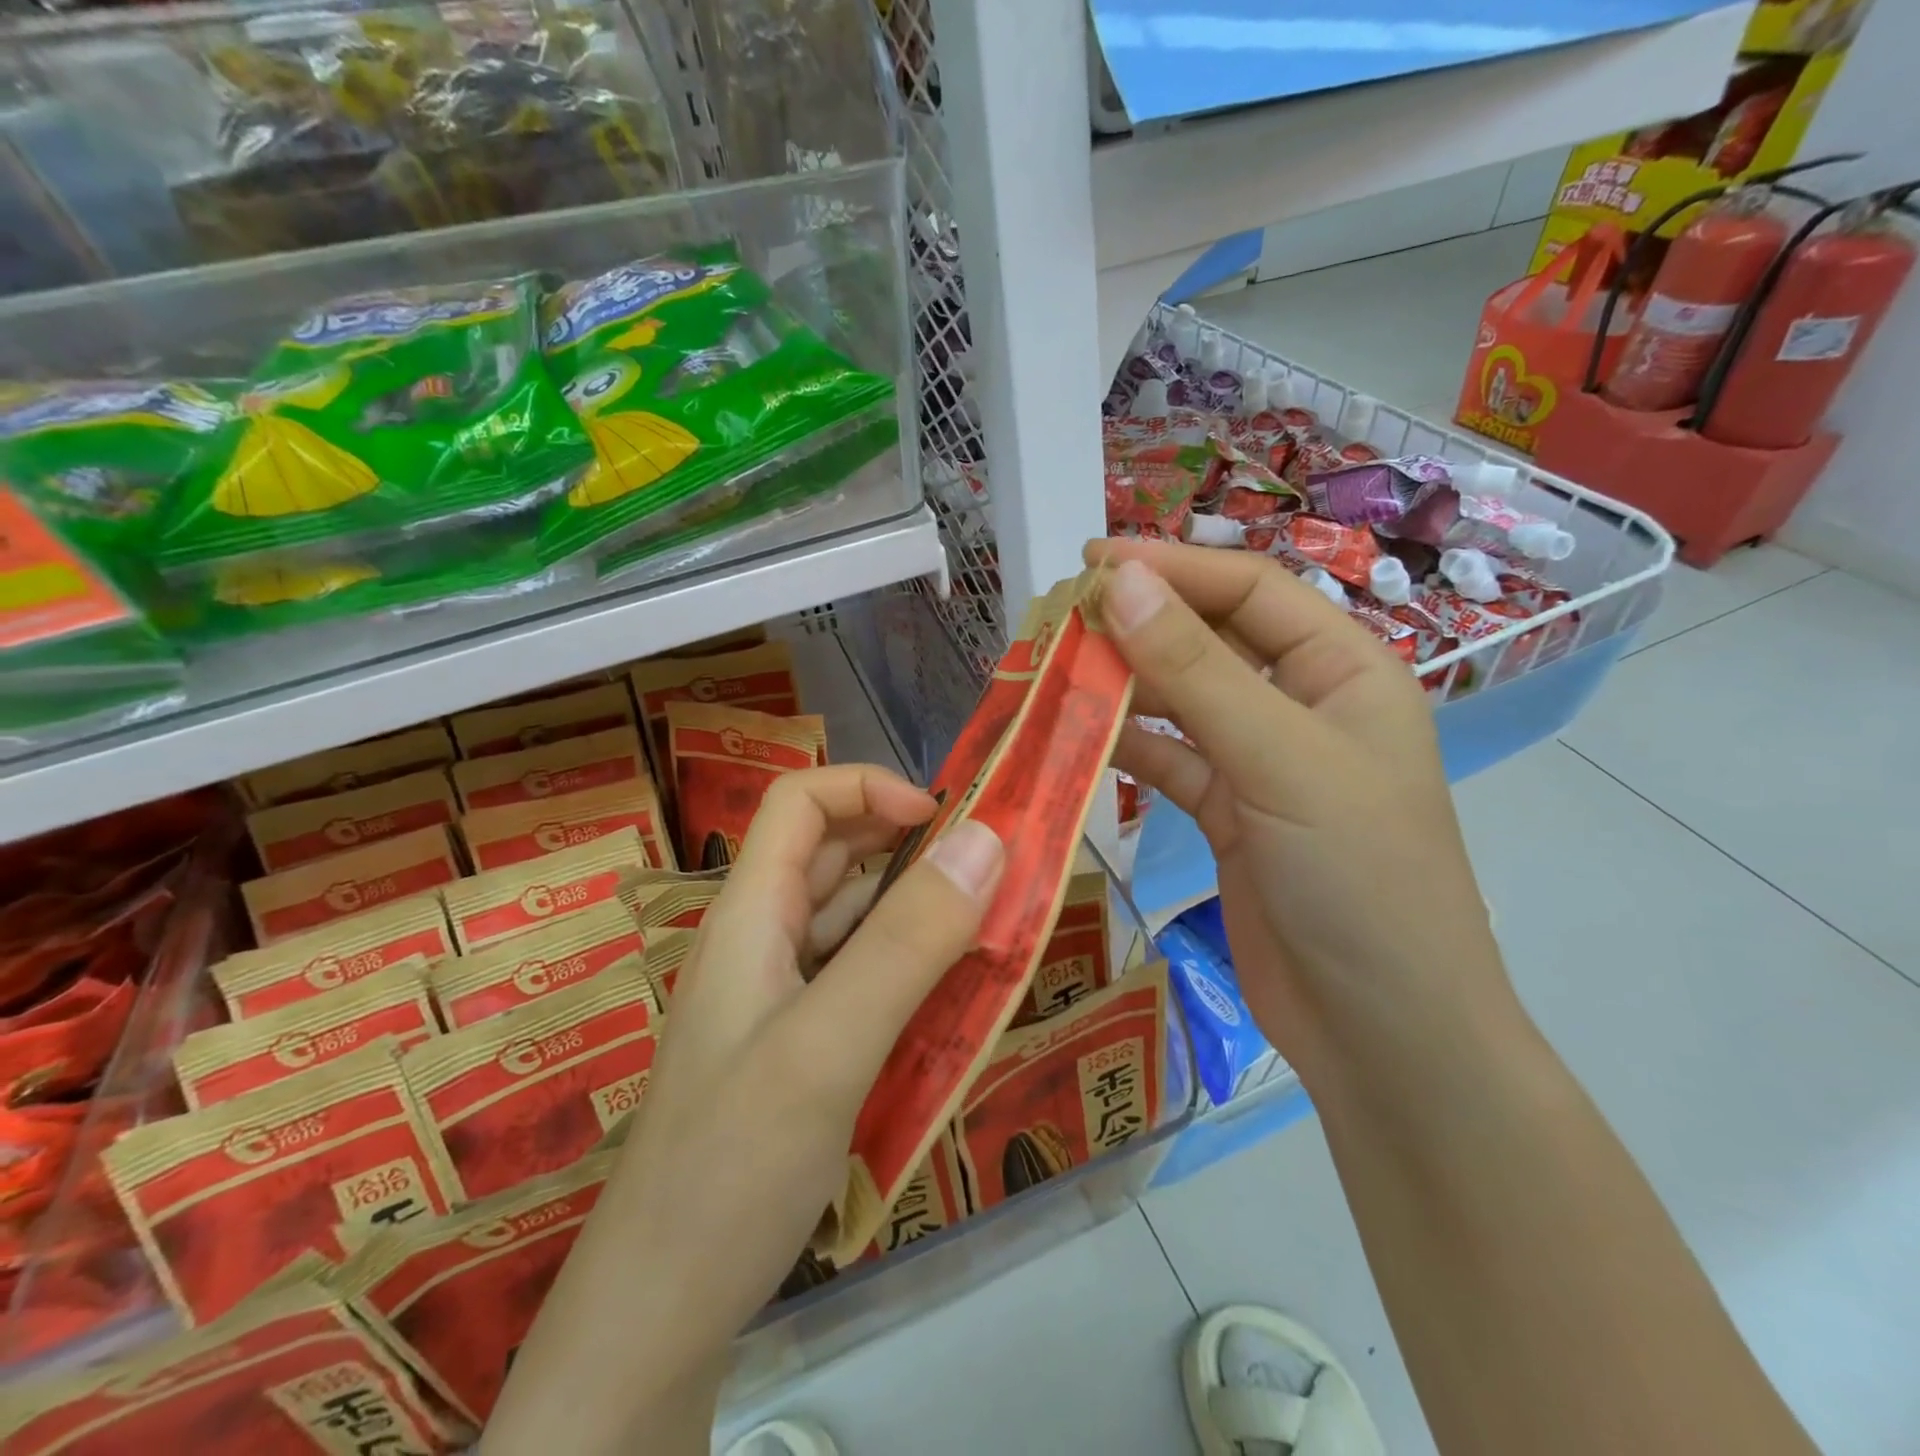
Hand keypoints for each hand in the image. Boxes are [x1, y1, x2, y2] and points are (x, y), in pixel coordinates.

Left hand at [487, 765, 1003, 1454]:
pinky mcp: (797, 1044)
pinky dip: (909, 968)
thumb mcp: (828, 1045)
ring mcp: (778, 996)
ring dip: (917, 909)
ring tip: (991, 926)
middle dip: (910, 845)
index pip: (800, 802)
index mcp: (752, 914)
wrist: (658, 1314)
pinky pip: (860, 978)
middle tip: (991, 870)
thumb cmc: (732, 1165)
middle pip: (832, 854)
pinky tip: (953, 998)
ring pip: (853, 919)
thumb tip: (985, 838)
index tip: (946, 821)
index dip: (869, 787)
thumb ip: (907, 942)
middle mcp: (762, 940)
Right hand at [1088, 538, 1517, 1091]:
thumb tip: (1119, 582)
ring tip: (1053, 671)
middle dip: (1138, 624)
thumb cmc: (1360, 880)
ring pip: (1180, 700)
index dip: (1170, 567)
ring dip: (1122, 684)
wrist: (1380, 1031)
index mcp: (1343, 669)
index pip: (1248, 589)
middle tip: (1058, 618)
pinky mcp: (1227, 813)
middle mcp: (1302, 704)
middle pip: (1210, 639)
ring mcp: (1261, 761)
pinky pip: (1167, 759)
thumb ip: (1195, 671)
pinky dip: (1123, 746)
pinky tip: (1075, 736)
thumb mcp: (1280, 761)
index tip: (1088, 562)